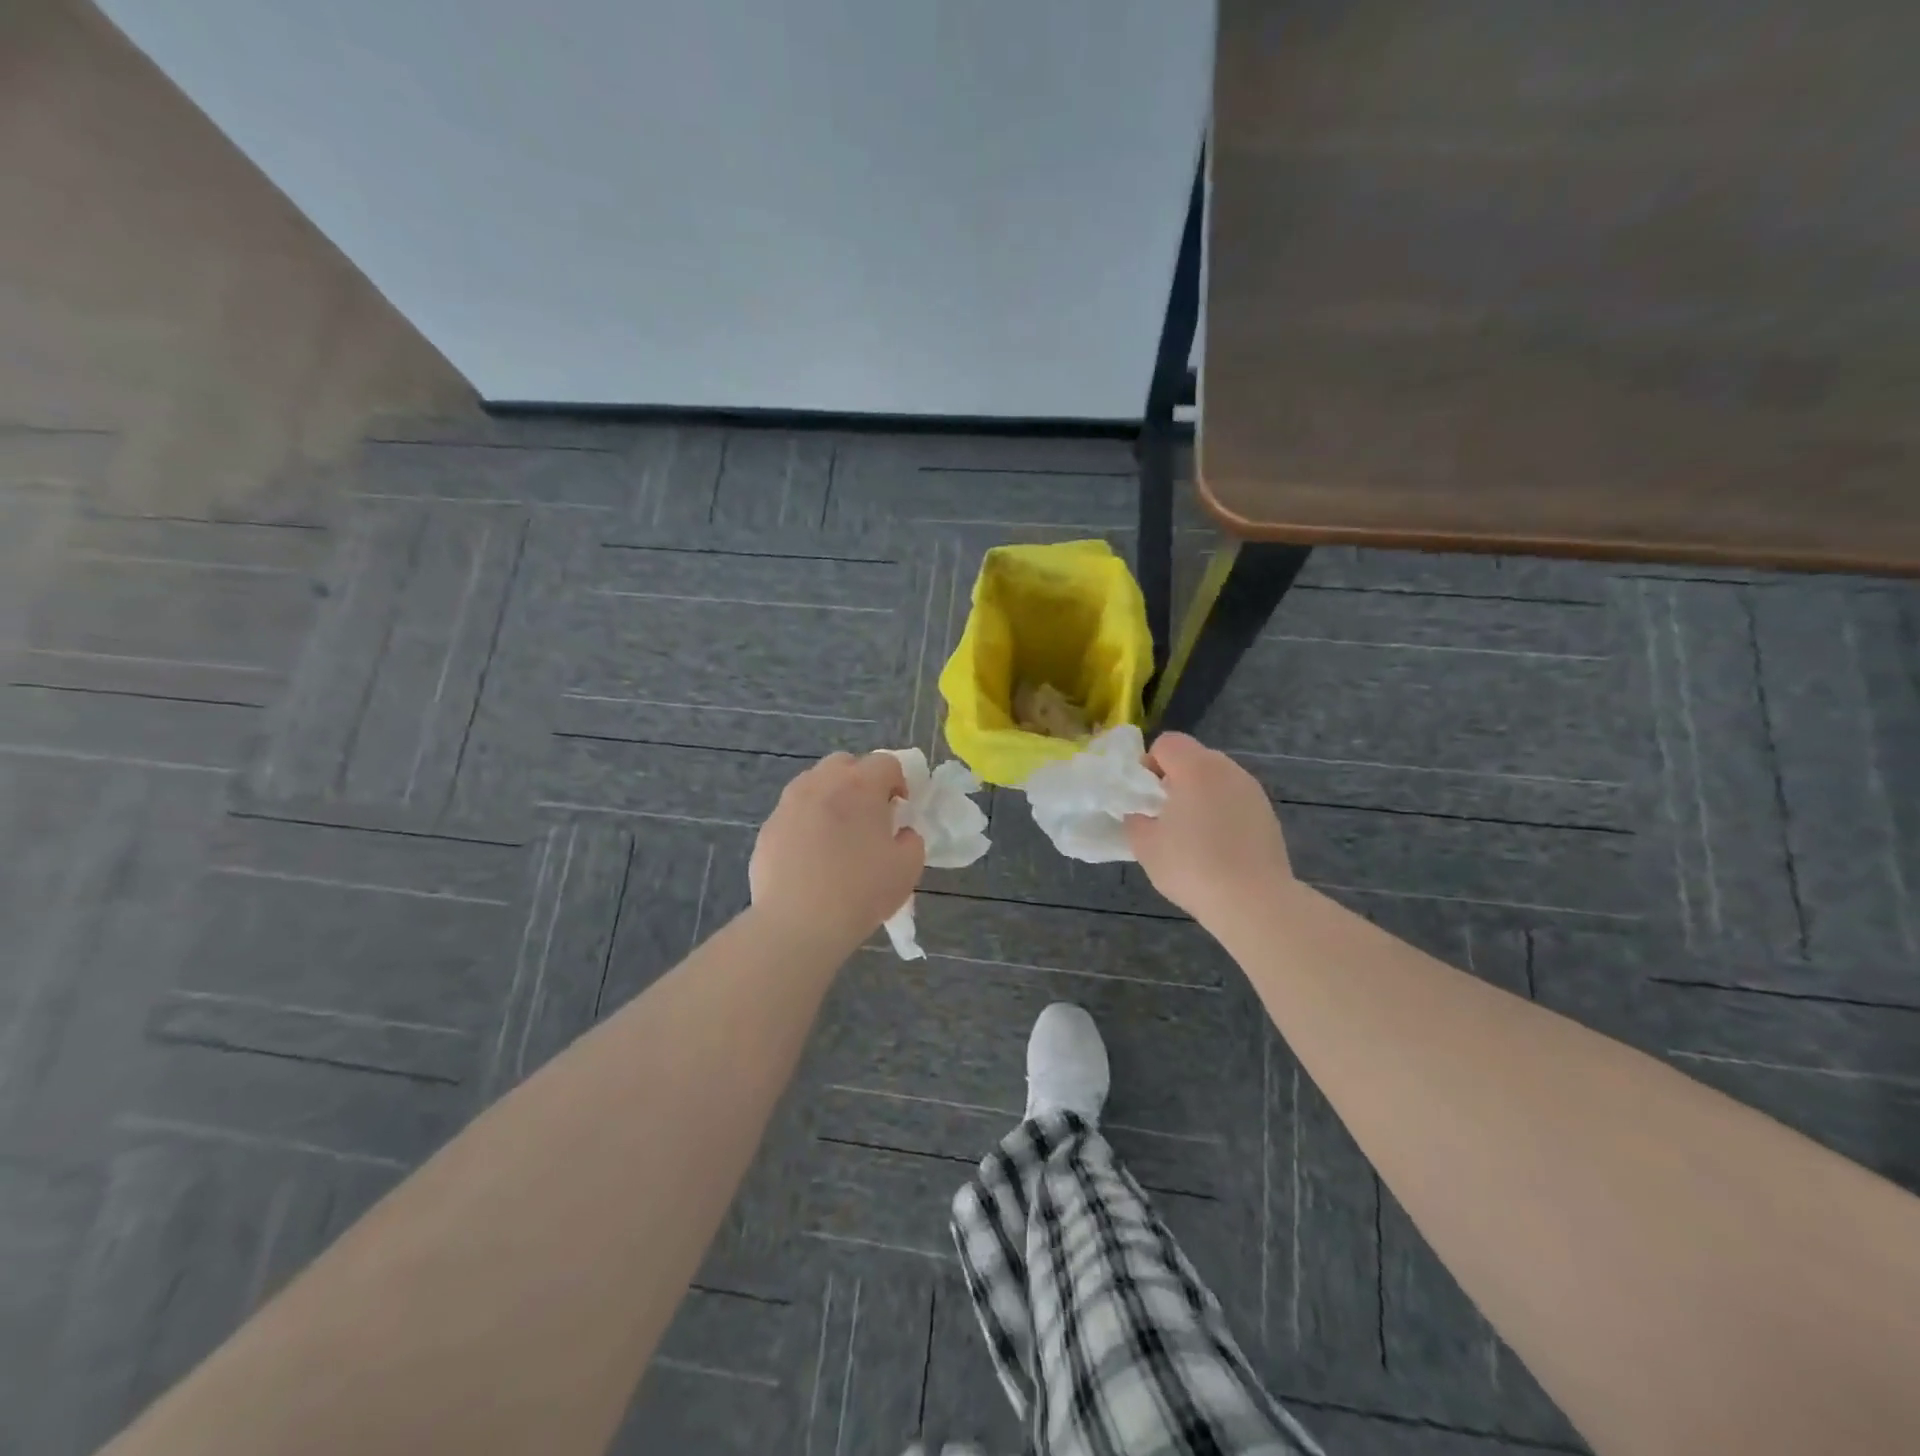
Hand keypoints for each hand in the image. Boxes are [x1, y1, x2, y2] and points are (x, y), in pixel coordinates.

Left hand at [750, 752, 925, 945]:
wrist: (798, 924)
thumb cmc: (860, 892)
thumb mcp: (908, 868)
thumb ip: (912, 840)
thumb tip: (901, 833)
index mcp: (859, 785)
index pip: (886, 762)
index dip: (898, 781)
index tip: (900, 809)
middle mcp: (821, 783)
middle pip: (844, 763)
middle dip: (860, 780)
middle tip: (869, 815)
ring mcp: (789, 804)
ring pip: (814, 784)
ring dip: (831, 798)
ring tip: (837, 834)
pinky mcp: (768, 828)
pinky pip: (793, 813)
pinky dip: (806, 823)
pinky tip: (811, 856)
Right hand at [1126, 732, 1292, 924]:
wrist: (1253, 901)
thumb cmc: (1191, 866)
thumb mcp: (1145, 845)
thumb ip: (1135, 819)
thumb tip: (1141, 814)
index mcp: (1196, 768)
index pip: (1167, 742)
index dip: (1149, 763)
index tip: (1145, 796)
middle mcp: (1228, 770)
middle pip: (1194, 758)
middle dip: (1174, 779)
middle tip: (1163, 815)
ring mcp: (1253, 791)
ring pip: (1216, 780)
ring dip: (1199, 796)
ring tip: (1191, 835)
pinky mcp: (1268, 815)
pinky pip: (1235, 801)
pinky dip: (1222, 813)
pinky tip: (1217, 848)